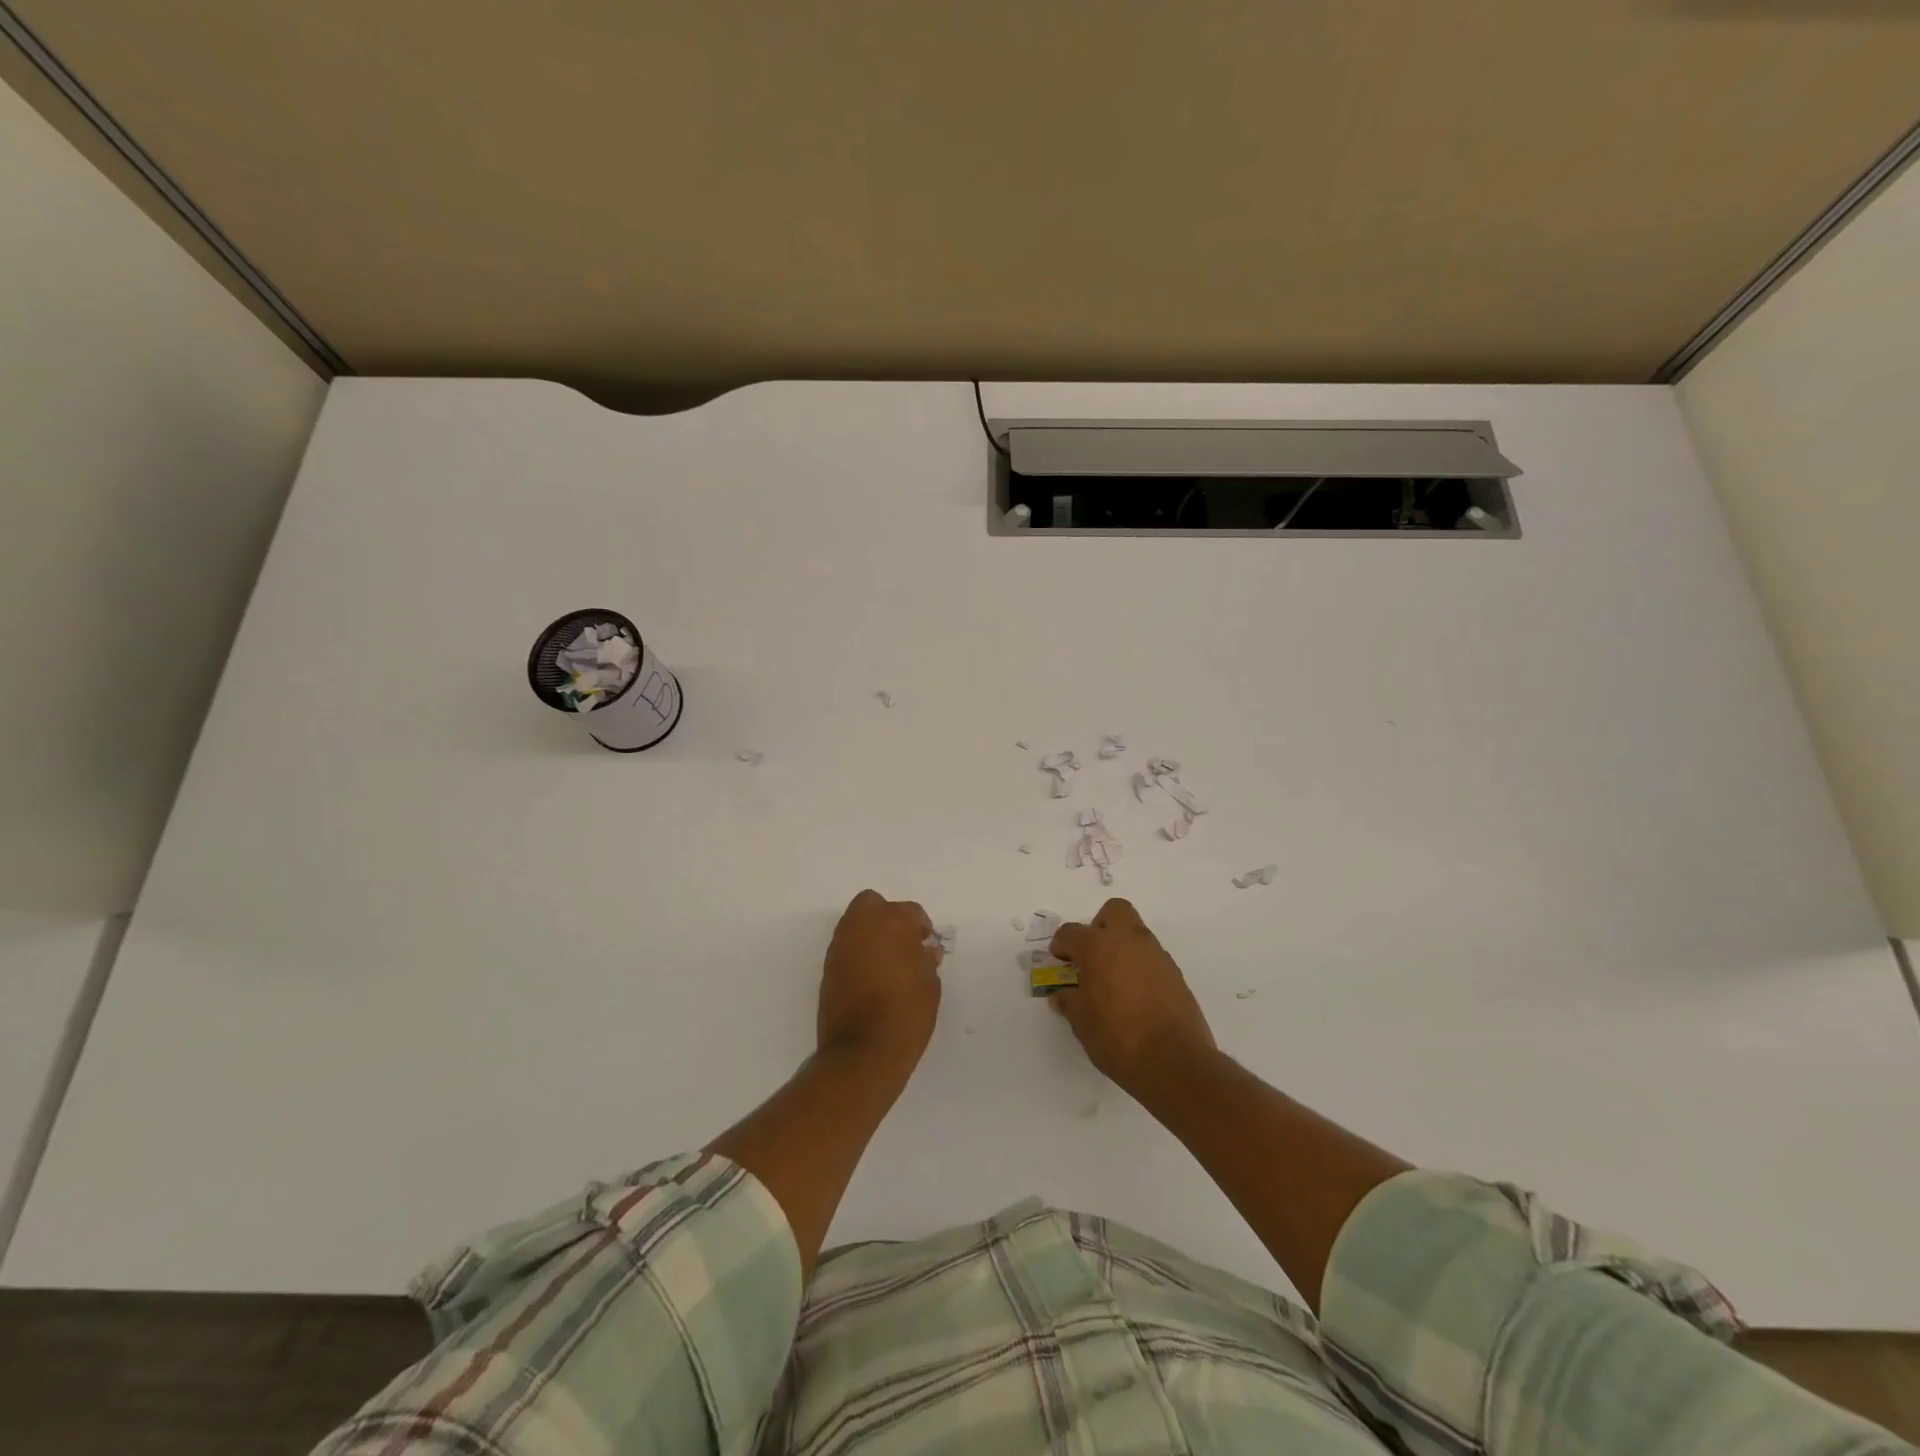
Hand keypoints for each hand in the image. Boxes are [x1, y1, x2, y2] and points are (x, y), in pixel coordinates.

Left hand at [817, 889, 942, 1082]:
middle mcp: (861, 925)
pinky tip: (871, 977)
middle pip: (872, 904)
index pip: (911, 912)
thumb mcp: (930, 985)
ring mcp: (840, 945)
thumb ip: (927, 960)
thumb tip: (924, 951)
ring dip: (870, 934)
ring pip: (855, 923)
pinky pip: (846, 947)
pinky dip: (857, 953)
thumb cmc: (906, 1014)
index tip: (927, 947)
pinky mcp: (827, 967)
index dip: (922, 928)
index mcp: (892, 922)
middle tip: (903, 944)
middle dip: (887, 917)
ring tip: (887, 963)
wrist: (862, 1052)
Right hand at [1049, 899, 1215, 1096]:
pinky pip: (1151, 958)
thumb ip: (1070, 1002)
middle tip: (1091, 955)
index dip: (1061, 945)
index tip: (1059, 960)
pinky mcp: (1175, 974)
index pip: (1071, 933)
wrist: (1174, 1061)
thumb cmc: (1118, 1037)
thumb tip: (1063, 995)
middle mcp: (1129, 941)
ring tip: (1112, 980)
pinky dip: (1140, 967)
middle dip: (1099, 926)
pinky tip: (1134, 996)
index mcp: (1098, 947)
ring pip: (1135, 933)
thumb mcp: (1081, 1023)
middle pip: (1113, 911)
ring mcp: (1156, 955)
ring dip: (1121, 947)